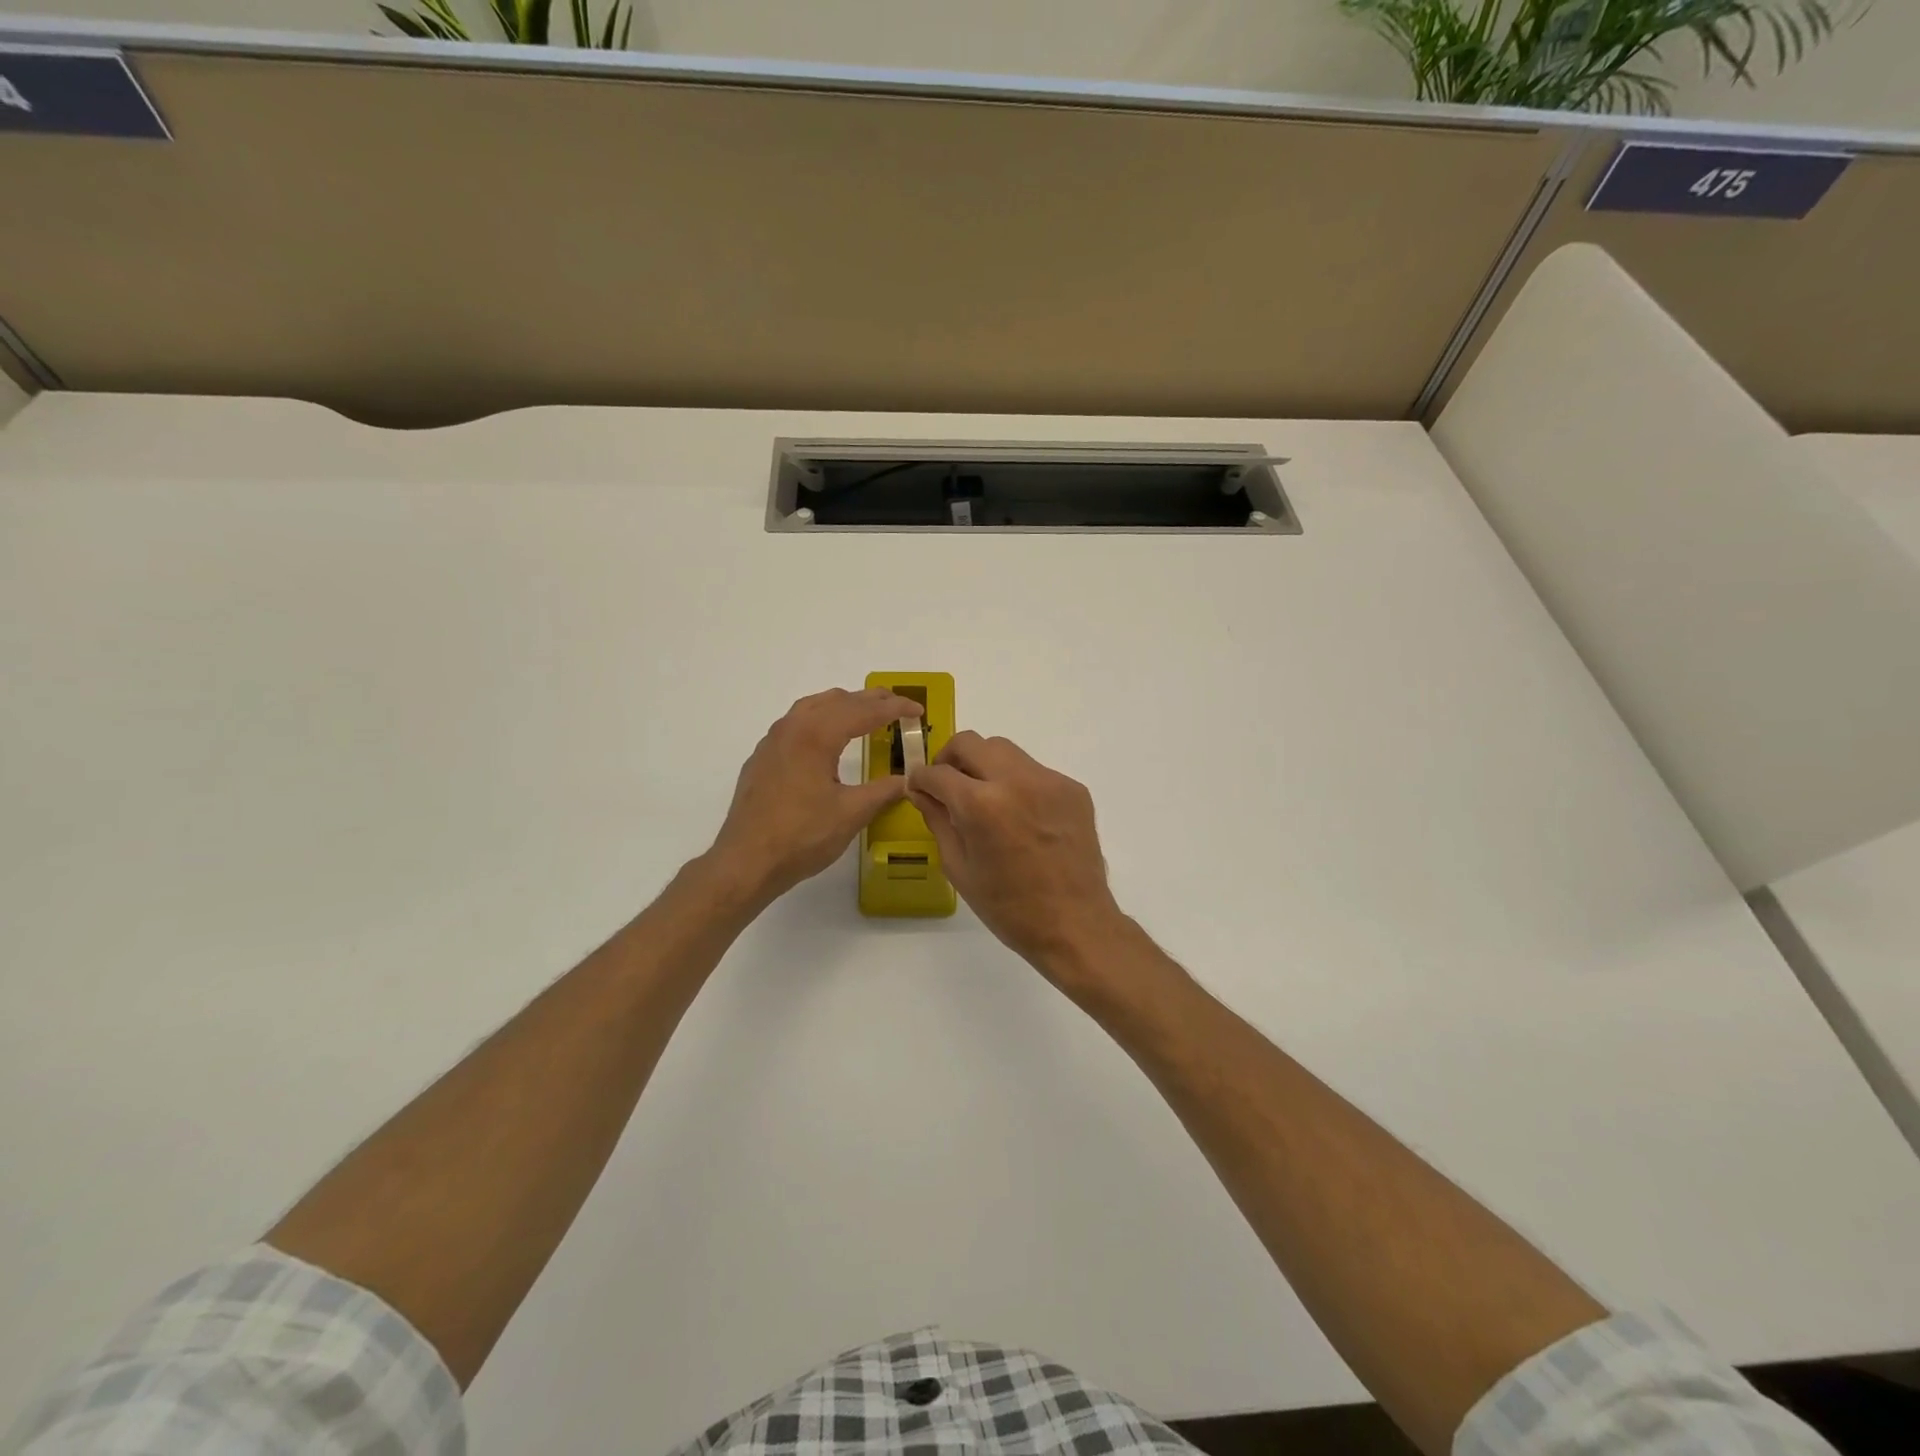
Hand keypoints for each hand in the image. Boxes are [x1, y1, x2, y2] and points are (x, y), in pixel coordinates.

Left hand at [709, 687, 923, 904]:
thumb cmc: (802, 837)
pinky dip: (820, 718)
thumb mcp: (851, 814)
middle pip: (838, 700)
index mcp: (817, 736)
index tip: (918, 710)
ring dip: (843, 704)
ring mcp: (773, 741)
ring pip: (813, 706)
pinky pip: (795, 722)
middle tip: (898, 705)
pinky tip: (827, 738)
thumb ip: (883, 791)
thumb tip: (908, 780)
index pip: (864, 711)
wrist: (746, 862)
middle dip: (870, 700)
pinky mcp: (762, 757)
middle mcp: (793, 728)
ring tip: (865, 713)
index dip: (894, 708)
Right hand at [907, 731, 1132, 979]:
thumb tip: (921, 792)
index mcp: (981, 805)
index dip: (921, 779)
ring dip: (984, 765)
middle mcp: (1016, 780)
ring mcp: (1049, 780)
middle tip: (948, 784)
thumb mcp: (959, 867)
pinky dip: (1017, 783)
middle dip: (950, 759)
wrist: (1075, 924)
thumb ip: (937, 820)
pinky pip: (1033, 771)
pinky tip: (1019, 816)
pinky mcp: (1072, 788)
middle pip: (970, 743)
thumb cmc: (1009, 907)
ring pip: (1004, 750)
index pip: (938, 772)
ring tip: (984, 798)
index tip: (919, 788)